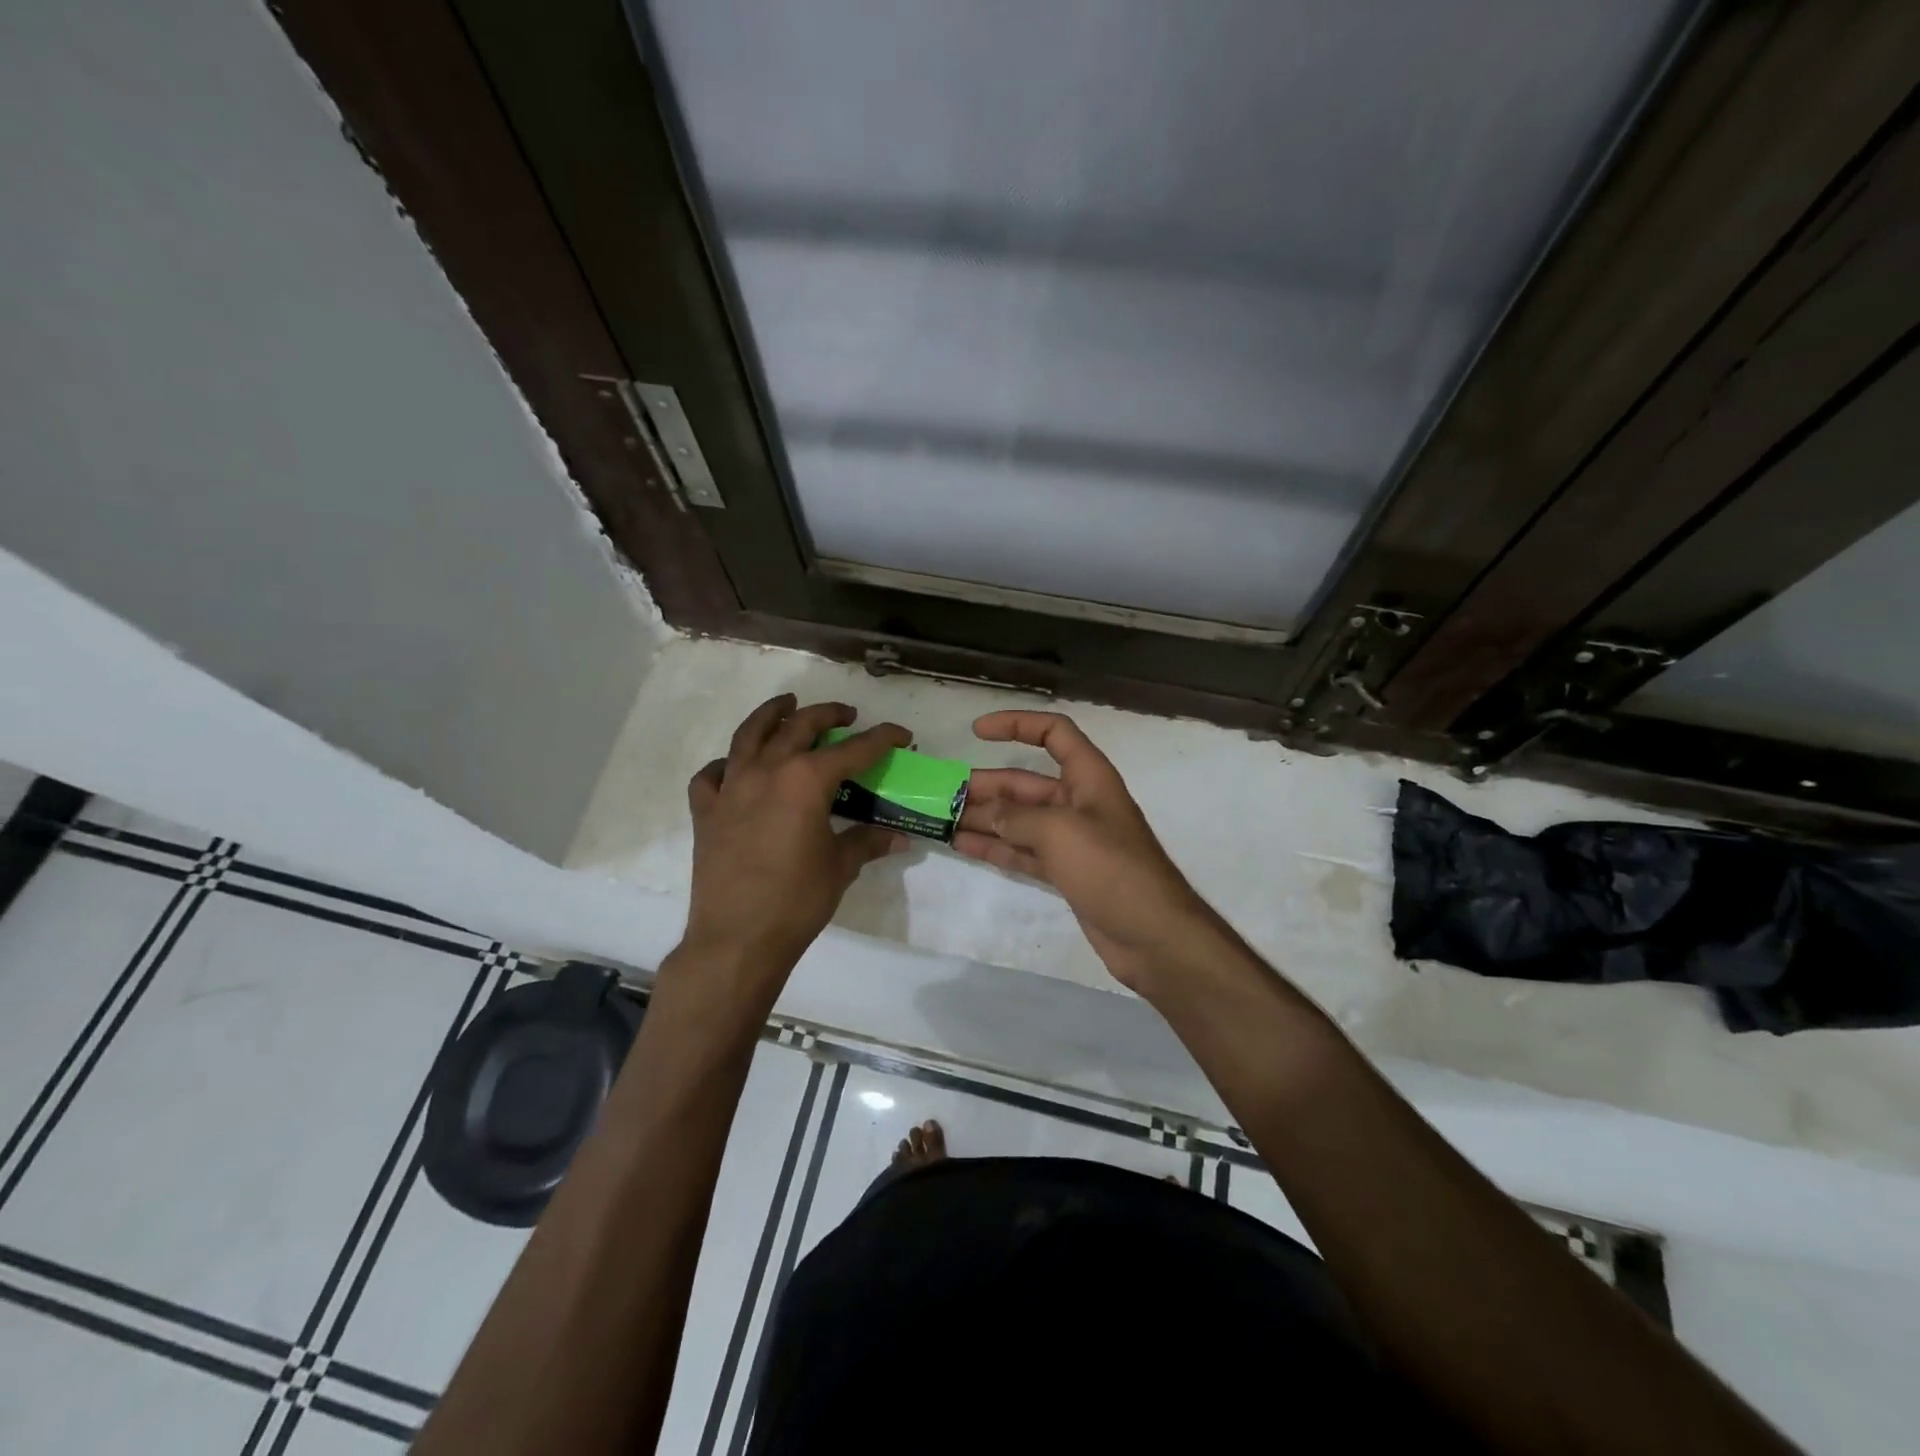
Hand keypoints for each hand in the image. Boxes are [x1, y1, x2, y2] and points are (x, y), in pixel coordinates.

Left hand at [679, 695, 909, 1001]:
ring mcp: (731, 788)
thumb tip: (898, 836)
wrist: (738, 939)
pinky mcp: (706, 811)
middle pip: (800, 727)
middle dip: (828, 714)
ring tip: (786, 704)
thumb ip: (867, 842)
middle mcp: (767, 771)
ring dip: (771, 714)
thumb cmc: (797, 901)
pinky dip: (726, 765)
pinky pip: (712, 775)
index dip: (882, 739)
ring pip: (749, 735)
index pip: (853, 750)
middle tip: (847, 714)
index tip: (901, 734)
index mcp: (805, 780)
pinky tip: (736, 767)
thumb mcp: (841, 867)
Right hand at [955, 711, 1221, 990]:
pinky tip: (964, 845)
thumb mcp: (1061, 831)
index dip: (1017, 724)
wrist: (1153, 936)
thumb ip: (1019, 818)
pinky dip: (996, 848)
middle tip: (944, 795)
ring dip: (985, 818)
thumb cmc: (1111, 869)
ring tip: (944, 820)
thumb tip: (989, 815)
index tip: (976, 731)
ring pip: (1020, 820)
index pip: (1054, 733)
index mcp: (1089, 777)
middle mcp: (1079, 803)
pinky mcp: (1066, 872)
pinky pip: (1023, 852)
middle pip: (1026, 783)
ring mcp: (1072, 840)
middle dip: (987, 786)